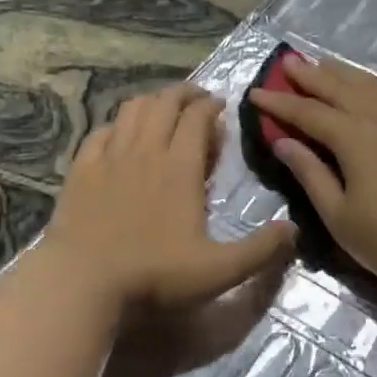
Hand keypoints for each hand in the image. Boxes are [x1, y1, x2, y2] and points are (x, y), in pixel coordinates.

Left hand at [43, 82, 295, 314]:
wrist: (82, 282)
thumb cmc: (154, 275)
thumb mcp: (218, 271)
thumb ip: (260, 250)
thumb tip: (294, 229)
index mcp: (180, 166)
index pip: (198, 115)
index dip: (211, 104)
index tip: (221, 106)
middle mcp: (146, 149)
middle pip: (166, 101)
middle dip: (186, 93)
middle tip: (198, 100)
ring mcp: (110, 155)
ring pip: (133, 109)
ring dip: (153, 101)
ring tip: (164, 109)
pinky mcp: (82, 167)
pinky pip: (102, 130)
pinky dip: (119, 124)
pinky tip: (122, 135)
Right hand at [247, 56, 376, 305]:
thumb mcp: (340, 217)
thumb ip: (310, 174)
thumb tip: (284, 142)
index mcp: (354, 137)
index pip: (307, 113)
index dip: (279, 103)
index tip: (256, 93)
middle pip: (340, 88)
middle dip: (310, 75)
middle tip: (287, 61)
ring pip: (375, 85)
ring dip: (346, 73)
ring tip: (326, 64)